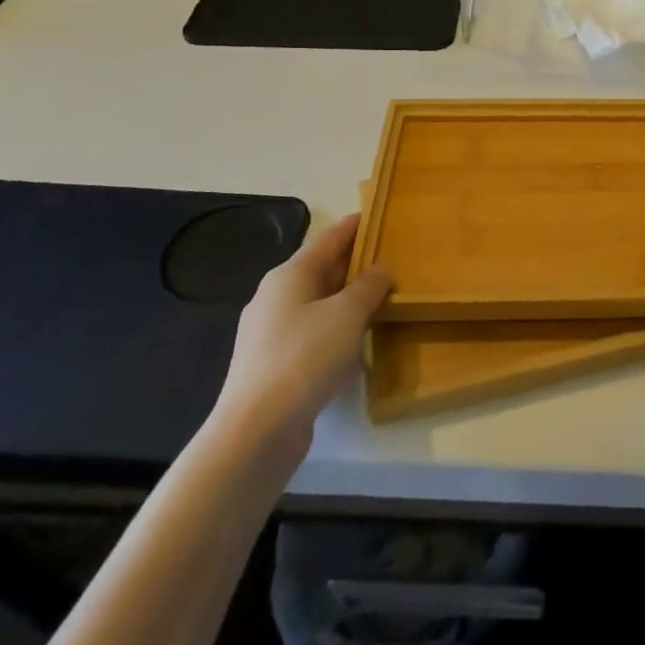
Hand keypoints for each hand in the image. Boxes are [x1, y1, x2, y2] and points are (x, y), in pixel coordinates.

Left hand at [209, 213, 389, 467]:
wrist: (256, 430)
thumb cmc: (304, 358)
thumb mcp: (347, 314)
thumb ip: (368, 286)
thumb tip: (380, 269)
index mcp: (289, 275)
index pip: (327, 240)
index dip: (353, 226)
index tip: (375, 214)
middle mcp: (275, 297)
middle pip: (320, 270)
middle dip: (353, 263)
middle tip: (388, 257)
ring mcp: (270, 332)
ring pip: (317, 303)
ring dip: (346, 298)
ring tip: (379, 297)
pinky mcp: (274, 364)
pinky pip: (313, 332)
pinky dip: (336, 328)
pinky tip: (356, 341)